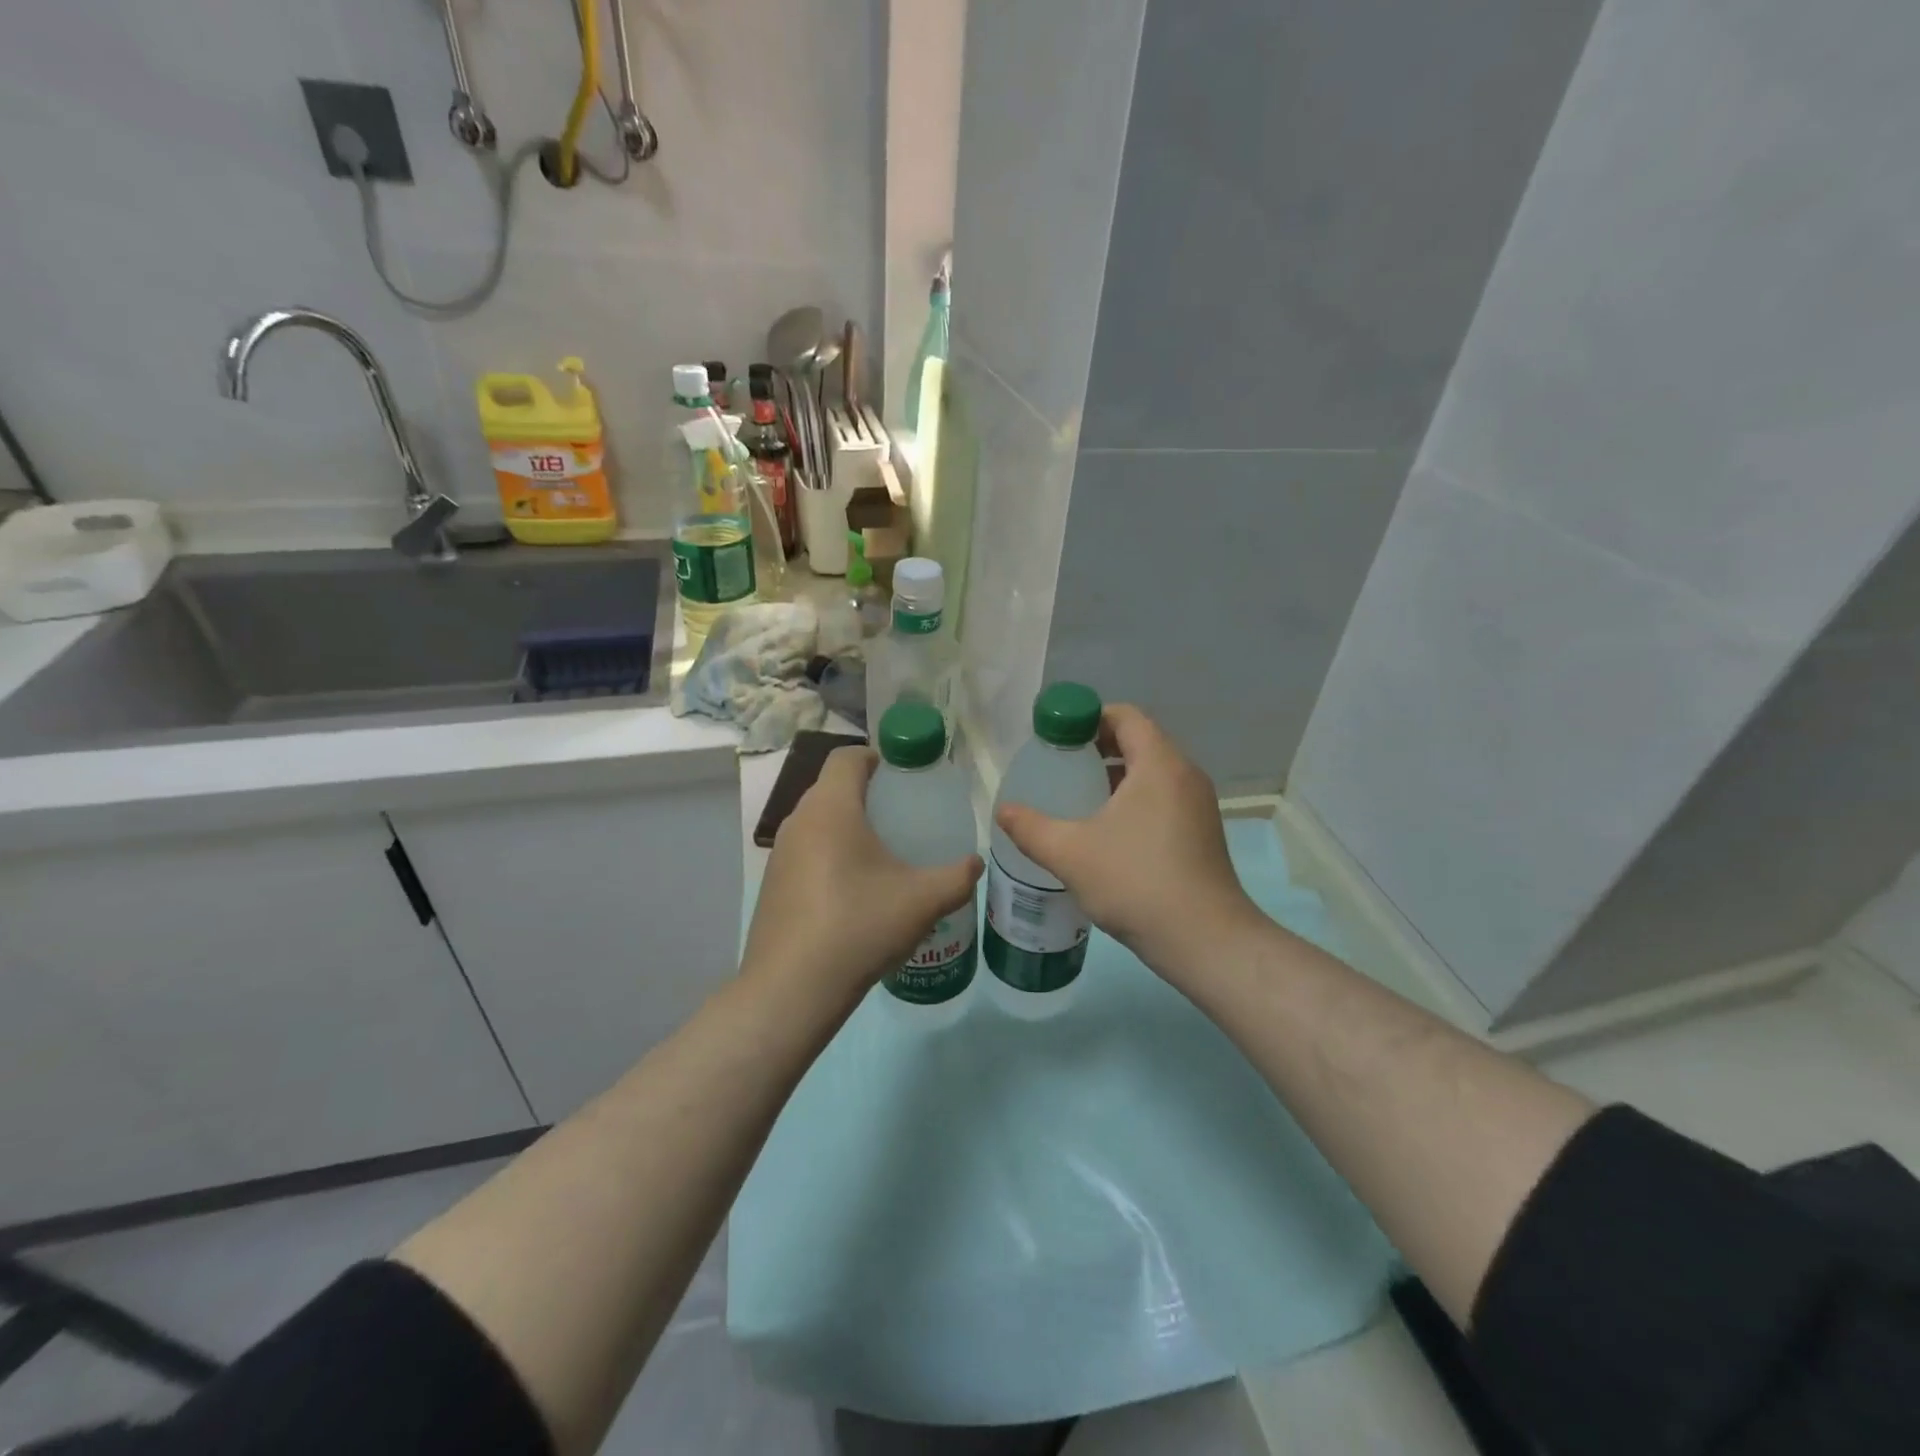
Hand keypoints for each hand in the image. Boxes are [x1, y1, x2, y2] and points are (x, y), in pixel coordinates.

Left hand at [743, 747, 981, 1010]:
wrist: (791, 990)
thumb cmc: (859, 927)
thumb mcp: (922, 901)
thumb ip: (957, 877)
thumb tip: (975, 863)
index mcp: (830, 808)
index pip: (847, 757)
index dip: (877, 757)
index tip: (904, 778)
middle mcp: (798, 821)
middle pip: (832, 788)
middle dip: (867, 795)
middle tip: (903, 818)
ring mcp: (779, 854)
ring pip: (818, 822)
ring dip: (847, 828)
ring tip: (883, 857)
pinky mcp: (772, 885)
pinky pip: (806, 853)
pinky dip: (830, 856)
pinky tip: (854, 893)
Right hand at [995, 705, 1259, 976]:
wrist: (1205, 940)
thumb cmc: (1136, 882)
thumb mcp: (1071, 853)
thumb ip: (1031, 828)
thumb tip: (1004, 811)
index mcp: (1159, 764)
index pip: (1126, 716)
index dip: (1088, 718)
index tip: (1056, 737)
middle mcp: (1185, 775)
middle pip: (1139, 741)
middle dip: (1097, 747)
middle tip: (1060, 766)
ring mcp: (1198, 806)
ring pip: (1152, 773)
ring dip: (1115, 776)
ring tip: (1078, 798)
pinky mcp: (1201, 833)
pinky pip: (1163, 798)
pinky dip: (1134, 800)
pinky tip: (1106, 832)